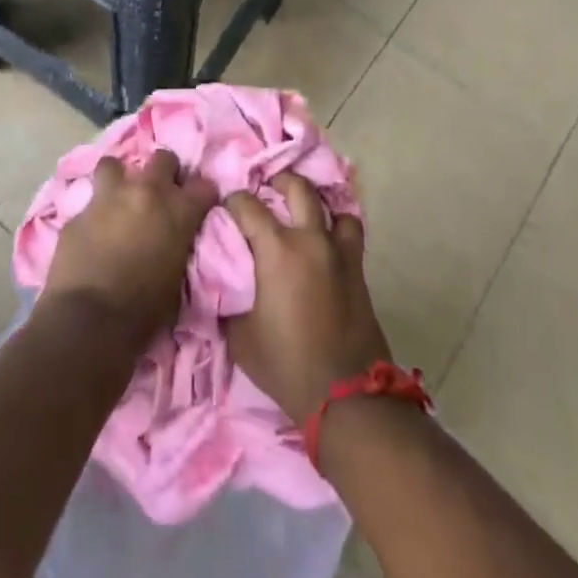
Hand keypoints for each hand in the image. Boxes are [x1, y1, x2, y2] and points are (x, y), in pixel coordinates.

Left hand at [42, 149, 217, 344]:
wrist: (89, 321)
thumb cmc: (143, 311)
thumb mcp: (177, 277)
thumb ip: (178, 244)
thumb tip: (173, 239)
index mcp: (178, 210)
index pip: (204, 186)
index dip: (201, 195)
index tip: (198, 205)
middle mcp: (146, 192)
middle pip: (163, 158)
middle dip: (163, 171)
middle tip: (158, 194)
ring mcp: (109, 197)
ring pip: (114, 164)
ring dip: (119, 179)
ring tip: (117, 199)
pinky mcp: (78, 212)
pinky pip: (88, 203)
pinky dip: (93, 214)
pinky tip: (91, 232)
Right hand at [224, 172, 393, 424]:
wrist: (345, 394)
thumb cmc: (285, 363)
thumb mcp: (239, 335)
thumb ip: (227, 297)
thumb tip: (219, 279)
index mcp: (276, 249)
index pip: (247, 205)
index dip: (232, 203)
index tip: (225, 212)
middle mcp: (309, 238)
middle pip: (296, 187)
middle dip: (278, 183)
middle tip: (266, 193)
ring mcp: (338, 250)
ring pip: (330, 204)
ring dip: (314, 203)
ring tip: (301, 213)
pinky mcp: (358, 268)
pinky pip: (349, 230)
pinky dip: (337, 226)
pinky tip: (326, 240)